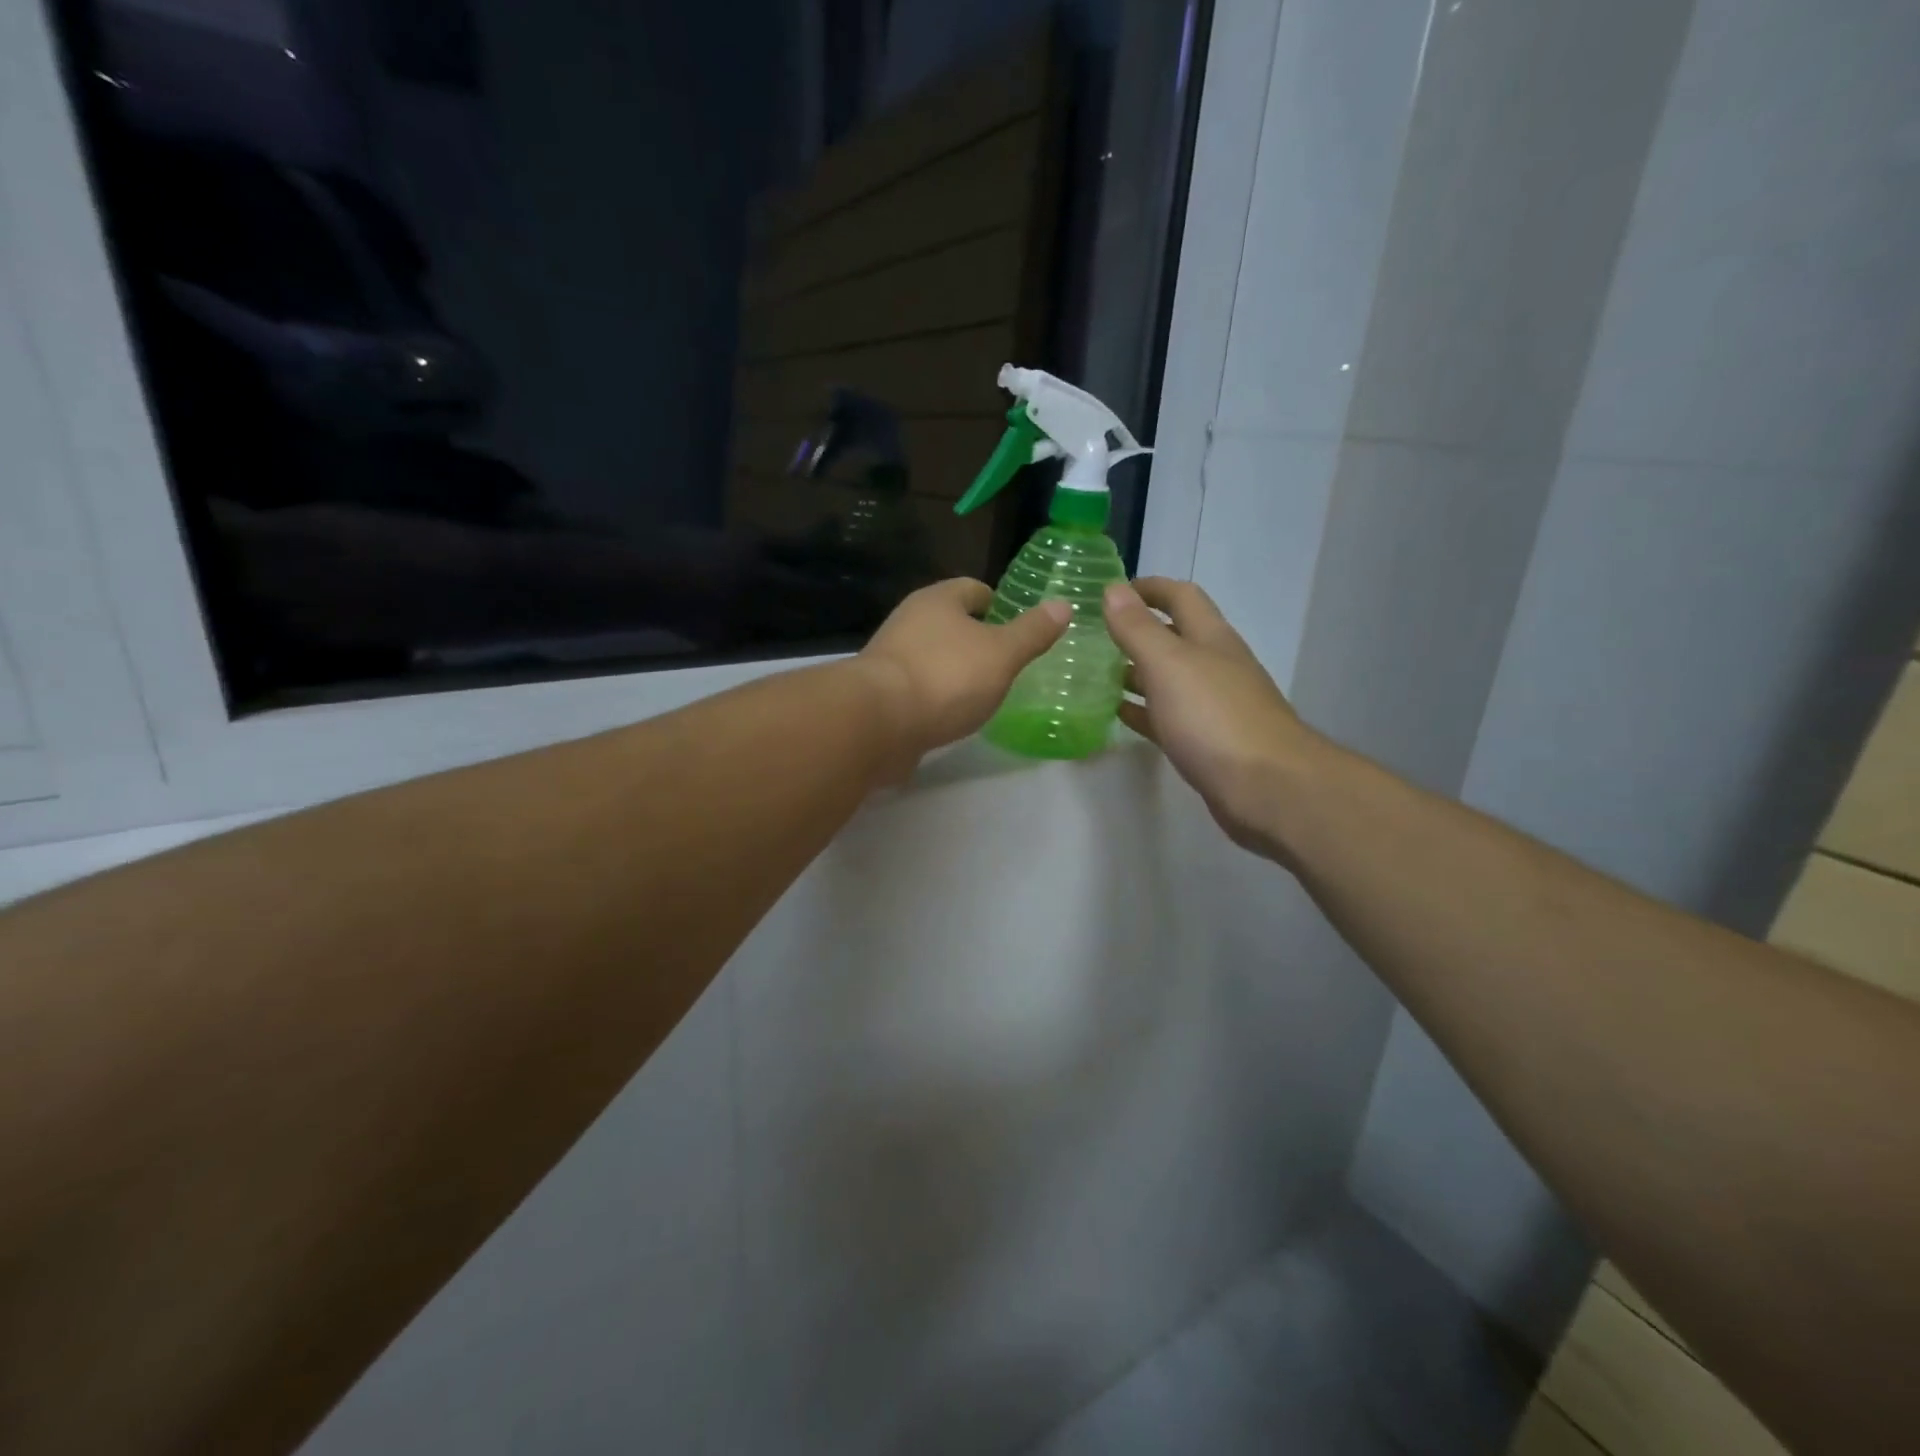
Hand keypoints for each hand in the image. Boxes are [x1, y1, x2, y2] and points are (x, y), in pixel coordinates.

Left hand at [858, 578, 1069, 772]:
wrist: (878, 722)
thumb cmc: (946, 677)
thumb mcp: (1002, 654)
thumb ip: (1032, 632)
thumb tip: (1063, 605)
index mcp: (937, 600)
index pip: (973, 589)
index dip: (997, 603)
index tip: (1016, 626)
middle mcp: (908, 621)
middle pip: (949, 622)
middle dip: (975, 638)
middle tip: (1005, 662)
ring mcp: (890, 657)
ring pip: (932, 655)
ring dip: (954, 669)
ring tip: (983, 691)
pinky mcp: (880, 693)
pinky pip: (917, 687)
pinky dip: (935, 696)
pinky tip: (951, 715)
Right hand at [1104, 578, 1319, 853]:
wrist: (1267, 788)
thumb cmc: (1214, 717)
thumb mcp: (1169, 664)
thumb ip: (1138, 629)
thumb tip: (1113, 590)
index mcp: (1210, 638)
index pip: (1180, 596)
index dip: (1147, 588)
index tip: (1109, 592)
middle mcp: (1214, 665)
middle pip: (1173, 637)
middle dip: (1135, 632)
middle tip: (1091, 637)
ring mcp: (1212, 706)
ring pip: (1167, 679)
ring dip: (1134, 672)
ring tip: (1092, 675)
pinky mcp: (1206, 742)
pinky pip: (1166, 717)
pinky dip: (1141, 710)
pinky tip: (1115, 715)